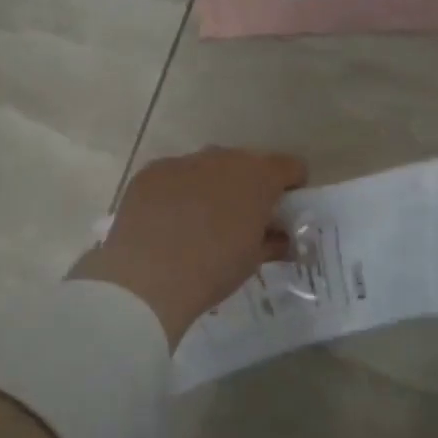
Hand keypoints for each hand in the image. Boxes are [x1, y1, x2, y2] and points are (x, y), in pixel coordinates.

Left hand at [70, 147, 307, 348]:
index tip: (282, 211)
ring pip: (207, 168)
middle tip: (240, 220)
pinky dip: (177, 192)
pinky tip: (167, 223)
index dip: (291, 187)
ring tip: (199, 223)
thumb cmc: (213, 270)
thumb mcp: (253, 261)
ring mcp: (183, 162)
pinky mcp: (150, 172)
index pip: (290, 166)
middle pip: (246, 164)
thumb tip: (280, 237)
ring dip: (211, 187)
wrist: (146, 279)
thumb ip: (273, 241)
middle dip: (248, 187)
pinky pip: (173, 176)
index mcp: (258, 176)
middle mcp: (222, 158)